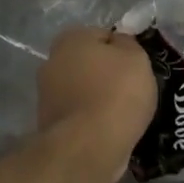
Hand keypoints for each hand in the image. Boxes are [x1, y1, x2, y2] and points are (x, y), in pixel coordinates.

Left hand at [36, 27, 157, 181]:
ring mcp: (46, 95)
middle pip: (89, 62)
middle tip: (132, 88)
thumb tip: (118, 43)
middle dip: (106, 73)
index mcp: (71, 39)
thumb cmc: (117, 93)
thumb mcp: (137, 58)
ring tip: (123, 113)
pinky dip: (92, 119)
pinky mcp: (48, 125)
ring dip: (98, 97)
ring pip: (83, 89)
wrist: (89, 147)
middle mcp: (52, 62)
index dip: (123, 49)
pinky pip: (79, 114)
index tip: (136, 66)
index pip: (103, 35)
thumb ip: (128, 43)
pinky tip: (109, 129)